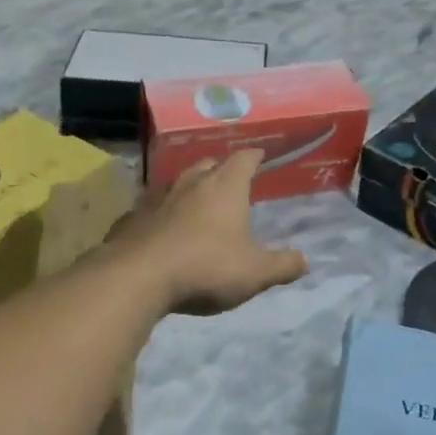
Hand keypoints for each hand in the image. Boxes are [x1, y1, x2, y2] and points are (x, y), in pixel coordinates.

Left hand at [108, 150, 307, 314]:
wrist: (136, 278)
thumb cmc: (205, 268)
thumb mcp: (255, 273)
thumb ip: (282, 265)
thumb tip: (304, 260)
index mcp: (225, 187)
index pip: (244, 159)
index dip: (254, 156)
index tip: (260, 156)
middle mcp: (190, 183)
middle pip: (209, 164)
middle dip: (221, 169)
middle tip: (230, 182)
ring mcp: (157, 198)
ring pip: (177, 183)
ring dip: (190, 190)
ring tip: (198, 204)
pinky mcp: (131, 218)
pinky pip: (152, 209)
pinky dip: (162, 214)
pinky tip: (163, 231)